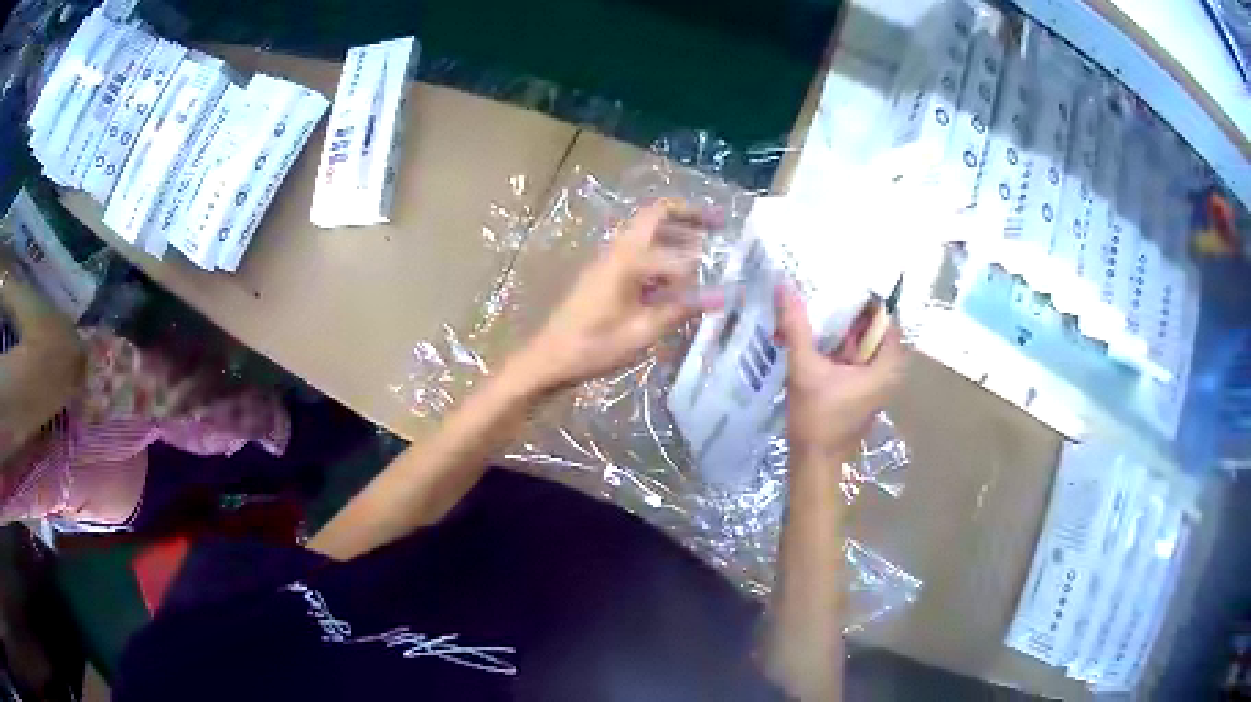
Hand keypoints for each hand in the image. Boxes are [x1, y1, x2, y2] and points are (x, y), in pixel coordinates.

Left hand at [513, 201, 722, 391]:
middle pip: (656, 216)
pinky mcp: (604, 273)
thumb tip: (721, 296)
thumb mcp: (642, 332)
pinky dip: (661, 251)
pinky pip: (638, 249)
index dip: (699, 268)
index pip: (675, 252)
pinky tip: (674, 277)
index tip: (717, 285)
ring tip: (703, 245)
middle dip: (689, 215)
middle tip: (719, 222)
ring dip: (675, 232)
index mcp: (627, 261)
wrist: (550, 357)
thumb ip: (681, 309)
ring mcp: (608, 260)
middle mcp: (617, 251)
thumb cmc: (594, 346)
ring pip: (646, 231)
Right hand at [775, 284, 905, 465]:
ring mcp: (873, 381)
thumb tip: (785, 287)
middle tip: (823, 285)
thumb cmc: (818, 419)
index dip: (865, 297)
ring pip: (860, 343)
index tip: (842, 278)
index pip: (885, 317)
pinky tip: (812, 332)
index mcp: (886, 365)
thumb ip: (797, 327)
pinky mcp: (859, 389)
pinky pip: (852, 357)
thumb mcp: (805, 369)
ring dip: (839, 327)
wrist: (815, 463)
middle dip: (848, 309)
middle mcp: (887, 371)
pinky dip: (835, 345)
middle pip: (872, 328)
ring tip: (814, 302)